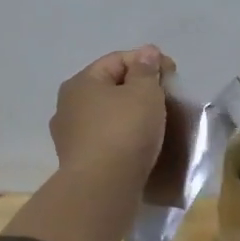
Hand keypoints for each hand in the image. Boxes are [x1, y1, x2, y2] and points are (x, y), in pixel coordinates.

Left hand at [49, 44, 175, 190]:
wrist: (103, 188)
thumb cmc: (125, 131)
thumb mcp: (145, 93)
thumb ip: (147, 69)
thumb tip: (146, 52)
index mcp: (80, 82)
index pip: (117, 59)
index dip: (147, 61)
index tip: (172, 74)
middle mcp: (67, 105)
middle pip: (109, 86)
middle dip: (137, 88)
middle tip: (165, 98)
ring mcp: (69, 135)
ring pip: (106, 114)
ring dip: (128, 114)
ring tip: (154, 124)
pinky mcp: (77, 161)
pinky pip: (104, 138)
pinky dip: (121, 136)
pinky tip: (137, 145)